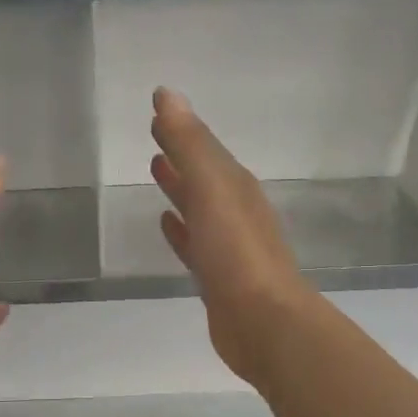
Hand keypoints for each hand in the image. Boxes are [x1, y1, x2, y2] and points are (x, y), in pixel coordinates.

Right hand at [149, 88, 311, 383]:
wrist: (264, 322)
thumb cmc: (237, 252)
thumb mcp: (212, 189)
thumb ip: (190, 144)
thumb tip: (167, 94)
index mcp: (235, 185)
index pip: (204, 146)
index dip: (181, 127)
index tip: (155, 108)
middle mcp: (234, 210)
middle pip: (203, 173)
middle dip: (181, 153)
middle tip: (153, 133)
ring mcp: (227, 245)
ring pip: (198, 206)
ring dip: (179, 187)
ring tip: (155, 168)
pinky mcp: (217, 276)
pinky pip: (194, 242)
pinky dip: (180, 229)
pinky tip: (166, 224)